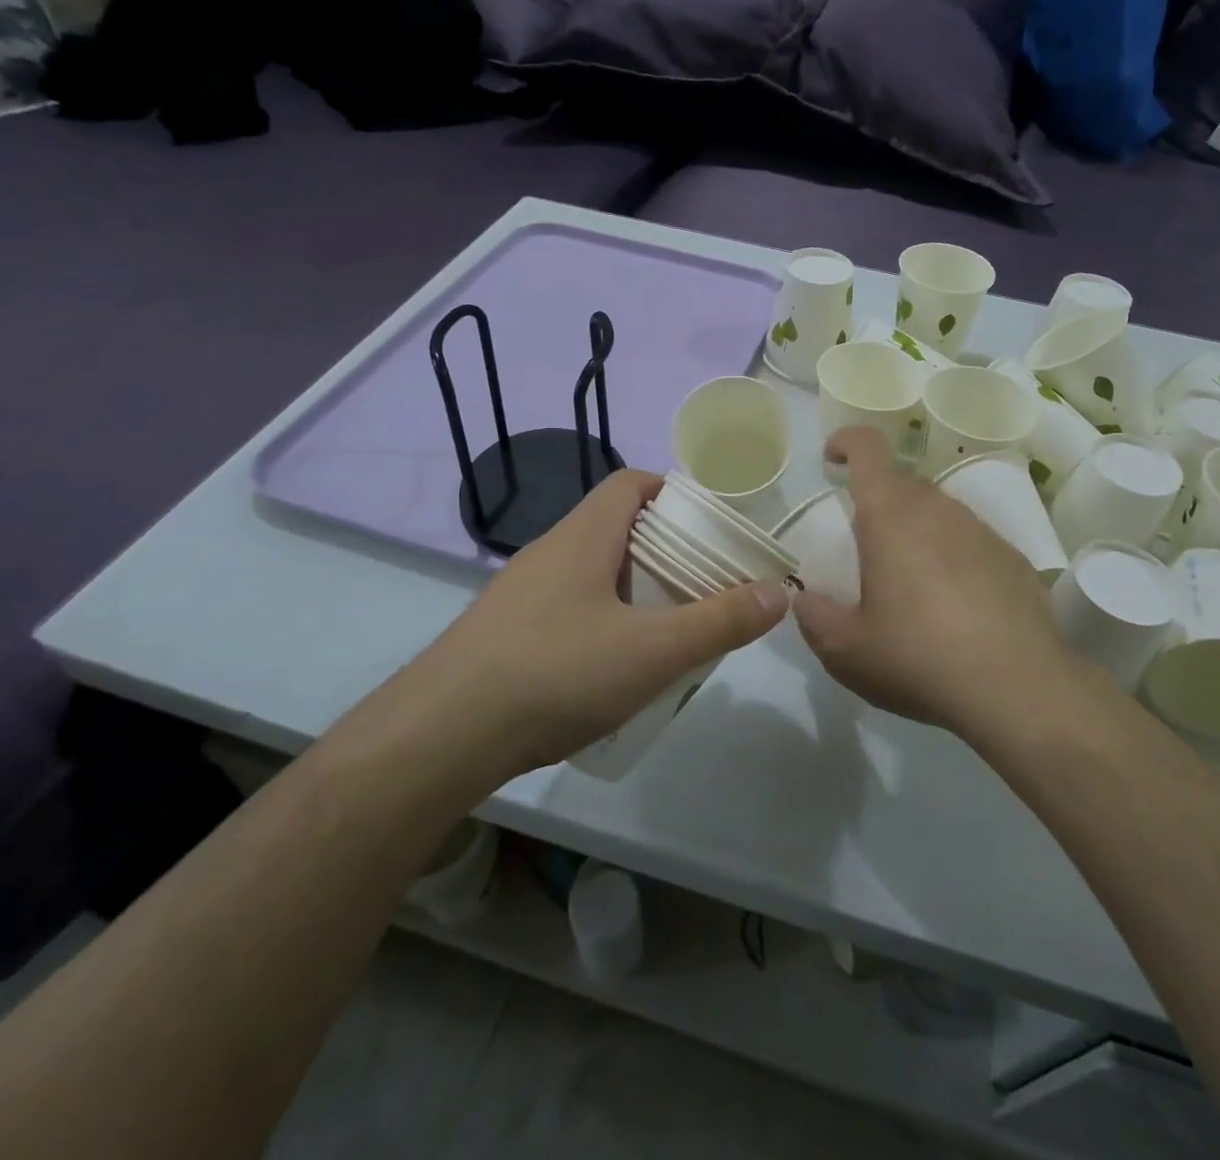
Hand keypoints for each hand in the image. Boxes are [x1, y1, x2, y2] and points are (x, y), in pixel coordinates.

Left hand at [391, 469, 788, 779]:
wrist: (440, 735)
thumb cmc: (555, 672)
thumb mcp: (653, 650)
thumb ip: (720, 621)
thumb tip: (779, 591)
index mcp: (584, 535)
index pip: (630, 483)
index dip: (672, 493)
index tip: (708, 526)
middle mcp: (550, 552)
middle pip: (615, 528)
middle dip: (663, 550)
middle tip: (703, 584)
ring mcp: (521, 593)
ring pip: (591, 572)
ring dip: (632, 589)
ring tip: (669, 628)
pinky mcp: (505, 633)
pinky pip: (567, 608)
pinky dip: (601, 621)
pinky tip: (614, 668)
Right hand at [793, 428, 1081, 738]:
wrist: (1017, 689)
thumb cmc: (918, 658)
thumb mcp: (846, 650)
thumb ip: (814, 617)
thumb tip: (803, 599)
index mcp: (891, 515)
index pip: (868, 448)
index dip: (846, 442)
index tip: (832, 460)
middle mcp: (938, 509)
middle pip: (901, 481)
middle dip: (876, 499)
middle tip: (863, 544)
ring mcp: (981, 530)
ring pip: (938, 511)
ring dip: (916, 529)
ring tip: (909, 582)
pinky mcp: (1012, 558)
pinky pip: (970, 541)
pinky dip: (952, 556)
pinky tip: (954, 605)